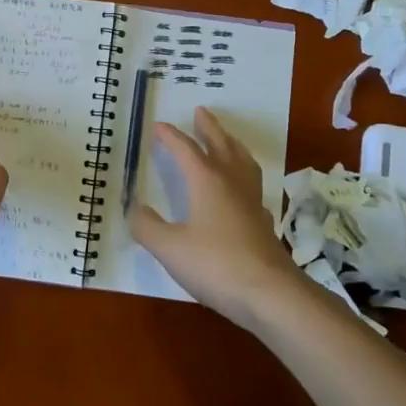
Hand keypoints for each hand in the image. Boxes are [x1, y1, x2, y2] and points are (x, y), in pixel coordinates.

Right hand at [129, 107, 310, 328]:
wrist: (270, 294)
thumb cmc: (215, 264)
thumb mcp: (169, 247)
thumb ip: (147, 226)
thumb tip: (135, 208)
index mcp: (207, 181)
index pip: (185, 149)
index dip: (170, 136)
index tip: (158, 125)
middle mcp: (231, 183)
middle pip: (220, 145)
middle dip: (208, 127)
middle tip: (201, 111)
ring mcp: (252, 202)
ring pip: (242, 161)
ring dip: (231, 144)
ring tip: (225, 138)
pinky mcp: (263, 222)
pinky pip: (252, 185)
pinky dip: (242, 174)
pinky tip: (240, 188)